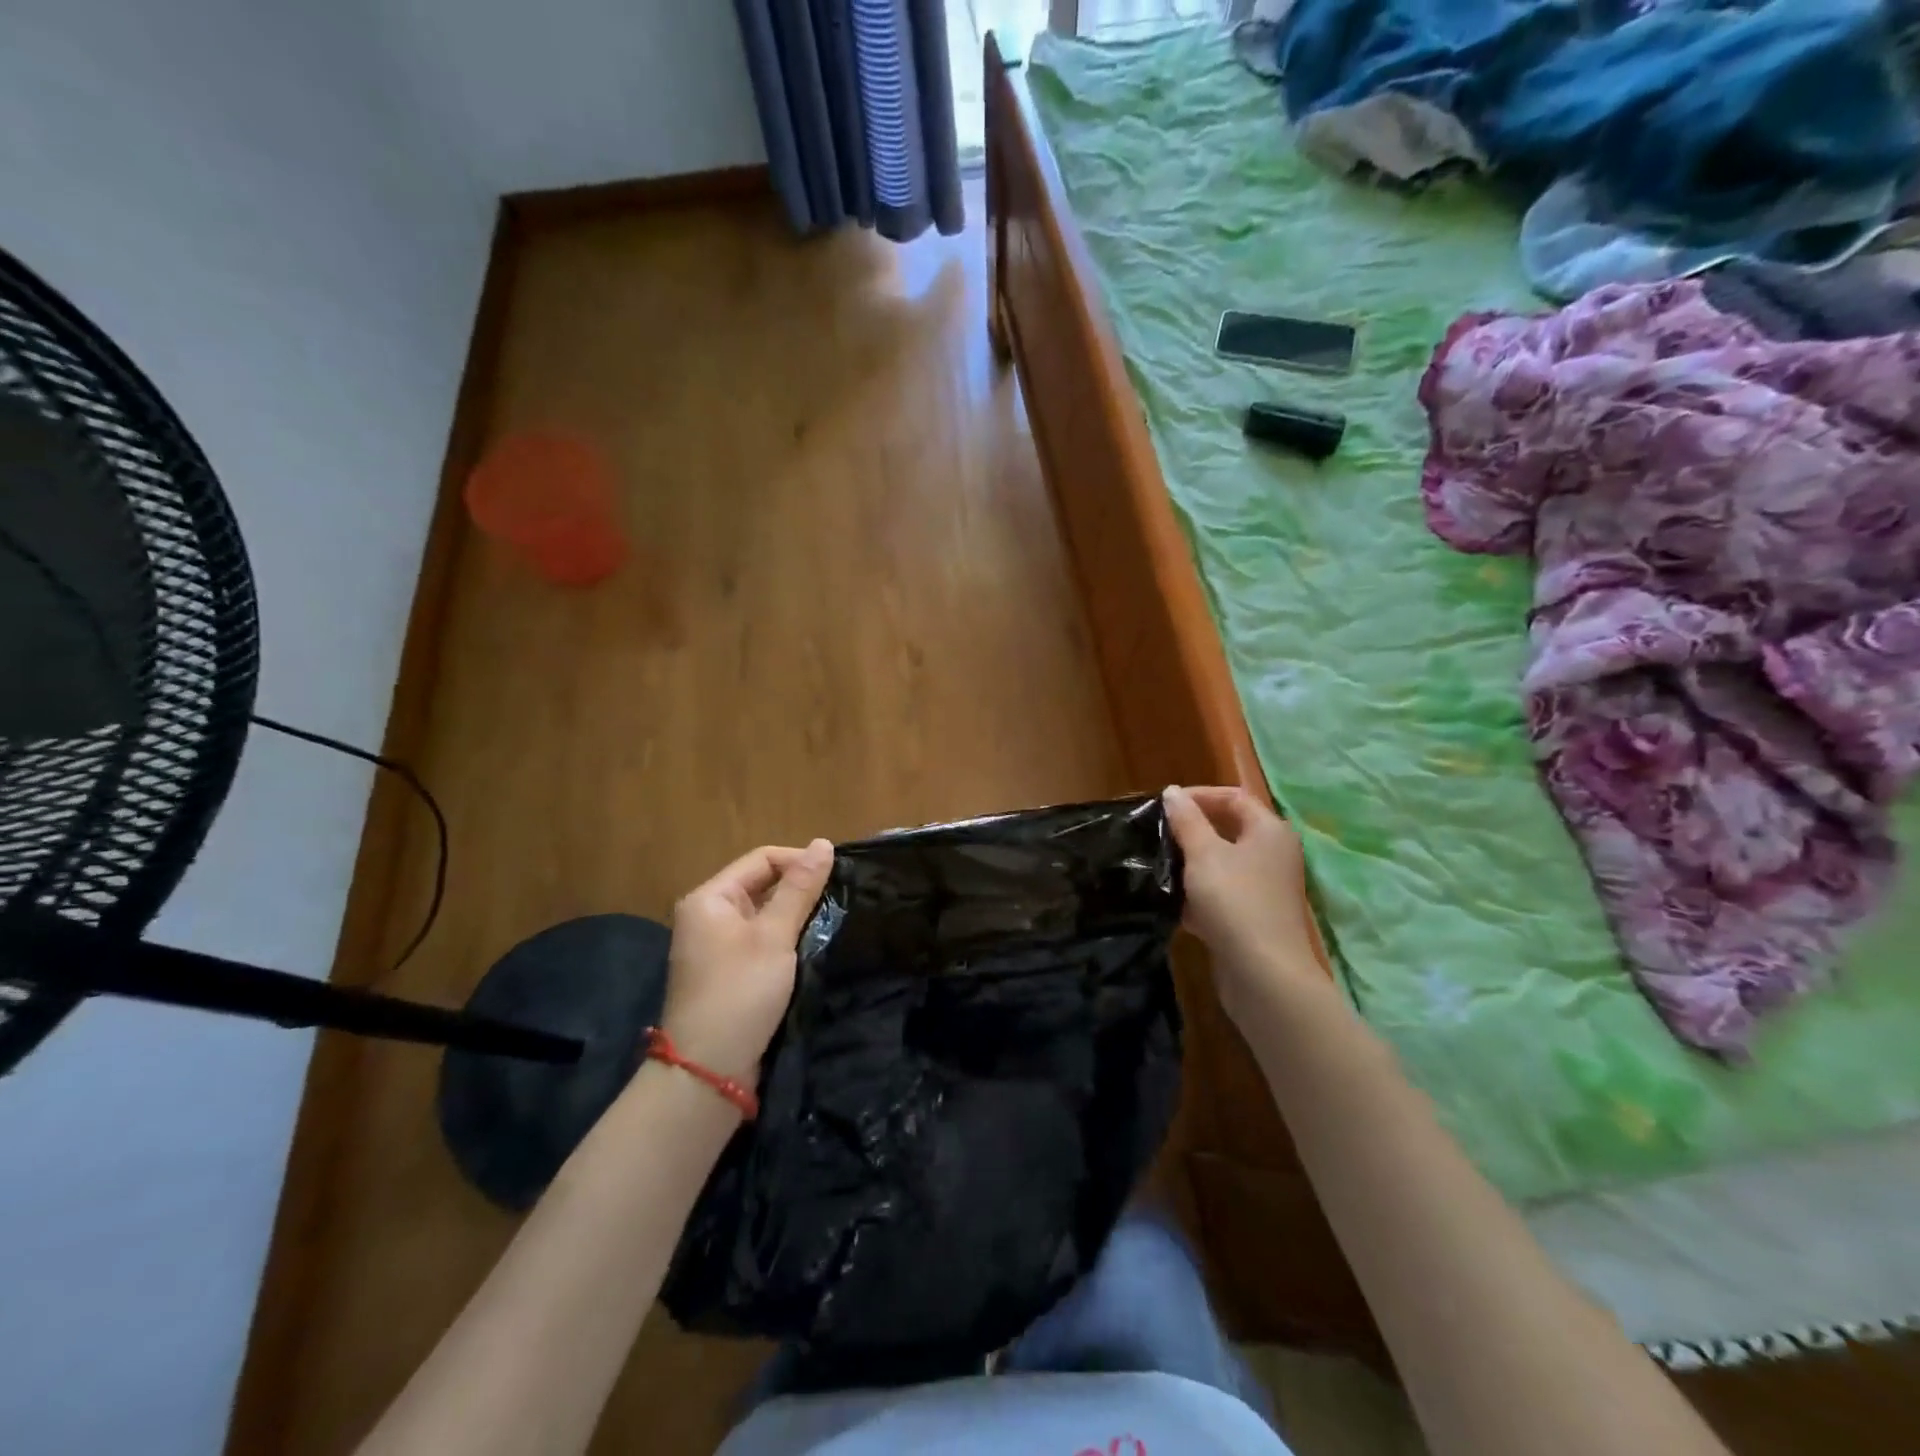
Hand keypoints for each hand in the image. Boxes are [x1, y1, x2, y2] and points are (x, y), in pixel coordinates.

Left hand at [660, 839, 833, 1085]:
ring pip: (763, 915)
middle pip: (761, 885)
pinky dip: (784, 940)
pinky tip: (809, 948)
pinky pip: (759, 941)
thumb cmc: (740, 992)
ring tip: (830, 921)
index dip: (800, 861)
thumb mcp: (775, 936)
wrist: (708, 1071)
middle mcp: (707, 916)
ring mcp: (714, 946)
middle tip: (837, 900)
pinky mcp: (726, 973)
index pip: (762, 859)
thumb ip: (800, 888)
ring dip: (794, 916)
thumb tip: (823, 843)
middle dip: (799, 889)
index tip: (837, 877)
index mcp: (709, 898)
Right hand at [1163, 785, 1325, 1025]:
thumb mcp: (1204, 854)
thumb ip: (1186, 820)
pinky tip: (1170, 903)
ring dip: (1190, 864)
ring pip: (1221, 865)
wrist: (1264, 975)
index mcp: (1269, 831)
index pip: (1233, 797)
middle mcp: (1272, 854)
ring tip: (1156, 865)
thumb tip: (1173, 792)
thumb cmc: (1235, 901)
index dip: (1198, 796)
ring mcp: (1264, 888)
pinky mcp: (1252, 917)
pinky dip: (1197, 895)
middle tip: (1156, 834)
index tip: (1163, 806)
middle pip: (1228, 830)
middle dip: (1190, 831)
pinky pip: (1221, 895)